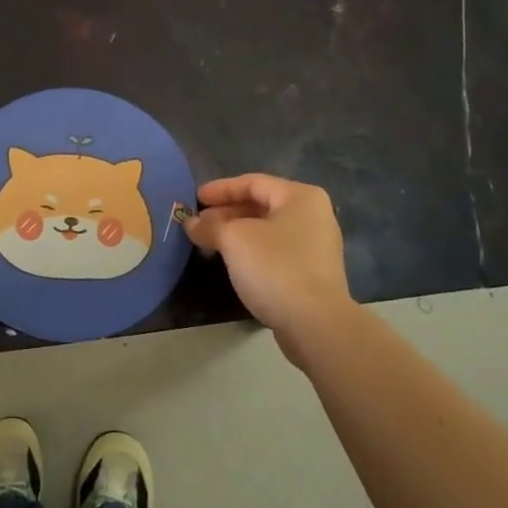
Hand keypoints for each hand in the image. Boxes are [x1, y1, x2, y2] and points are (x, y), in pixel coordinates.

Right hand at [183, 174, 354, 366]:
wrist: (316, 324)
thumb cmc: (276, 268)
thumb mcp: (234, 239)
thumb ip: (210, 226)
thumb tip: (191, 223)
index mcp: (300, 197)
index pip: (253, 182)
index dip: (220, 189)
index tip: (194, 199)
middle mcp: (313, 215)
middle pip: (261, 205)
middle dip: (226, 213)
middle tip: (198, 224)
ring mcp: (316, 246)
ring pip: (267, 230)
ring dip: (236, 234)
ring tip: (209, 243)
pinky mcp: (313, 273)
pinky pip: (275, 251)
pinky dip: (251, 251)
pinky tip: (232, 263)